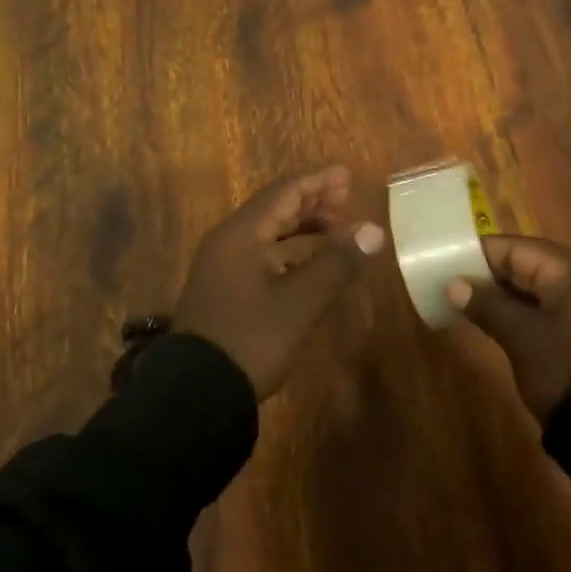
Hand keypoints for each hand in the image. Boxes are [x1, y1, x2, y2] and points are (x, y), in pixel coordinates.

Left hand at [176, 166, 385, 398]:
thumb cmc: (251, 339)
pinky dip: (291, 252)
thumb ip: (337, 262)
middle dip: (313, 203)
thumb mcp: (300, 302)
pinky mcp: (225, 289)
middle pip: (275, 209)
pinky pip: (262, 254)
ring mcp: (223, 266)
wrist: (196, 394)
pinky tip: (313, 263)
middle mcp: (228, 241)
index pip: (284, 192)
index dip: (318, 182)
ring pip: (269, 233)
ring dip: (304, 229)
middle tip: (349, 202)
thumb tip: (374, 230)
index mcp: (241, 234)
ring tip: (339, 231)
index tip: (348, 176)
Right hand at [445, 235, 570, 420]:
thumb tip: (454, 284)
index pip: (515, 248)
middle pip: (529, 267)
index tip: (447, 264)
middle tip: (454, 288)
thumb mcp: (521, 336)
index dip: (479, 255)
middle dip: (491, 278)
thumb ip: (486, 304)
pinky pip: (553, 314)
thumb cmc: (568, 368)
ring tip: (470, 309)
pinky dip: (527, 317)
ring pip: (540, 293)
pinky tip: (503, 330)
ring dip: (507, 300)